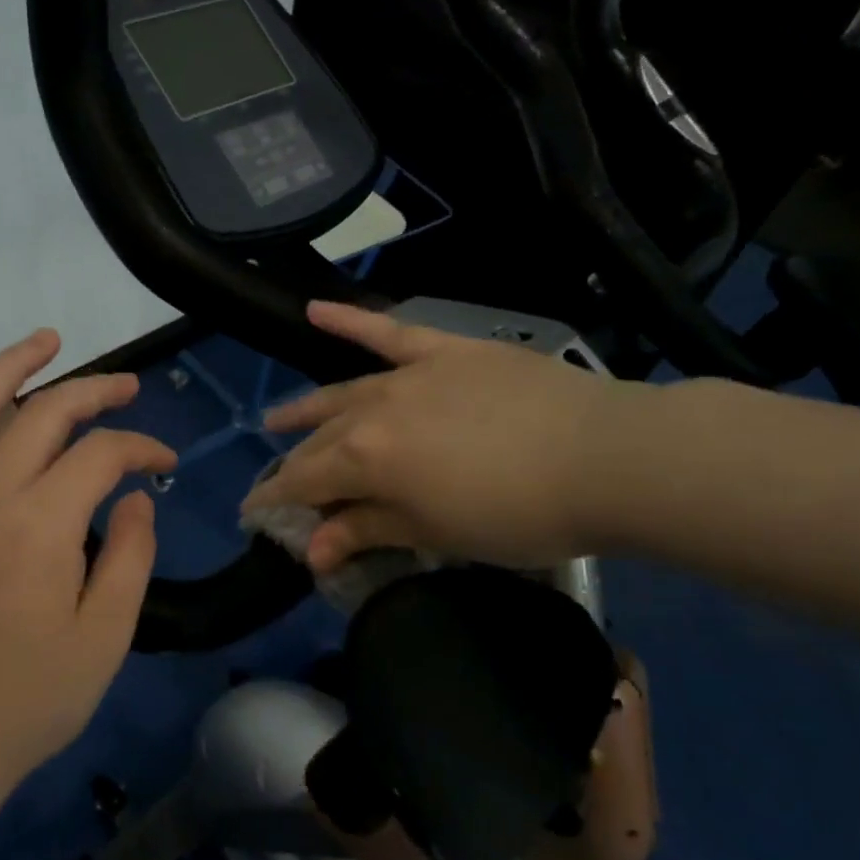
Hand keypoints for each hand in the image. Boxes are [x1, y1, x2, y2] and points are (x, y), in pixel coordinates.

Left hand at [0, 329, 176, 822]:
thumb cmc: (30, 699)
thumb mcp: (106, 636)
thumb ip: (130, 554)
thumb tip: (135, 494)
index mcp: (40, 526)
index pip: (101, 454)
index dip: (141, 446)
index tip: (165, 462)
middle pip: (45, 412)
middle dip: (95, 390)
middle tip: (128, 387)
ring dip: (12, 363)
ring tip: (48, 341)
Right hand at [241, 301, 636, 572]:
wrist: (606, 458)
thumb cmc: (518, 513)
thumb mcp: (436, 533)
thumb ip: (367, 531)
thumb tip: (312, 550)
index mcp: (367, 458)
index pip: (304, 480)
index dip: (275, 500)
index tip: (254, 514)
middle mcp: (374, 409)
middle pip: (323, 440)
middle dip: (297, 466)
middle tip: (284, 486)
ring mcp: (410, 374)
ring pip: (344, 391)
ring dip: (307, 408)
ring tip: (277, 417)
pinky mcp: (446, 352)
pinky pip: (390, 331)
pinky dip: (351, 321)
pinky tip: (315, 309)